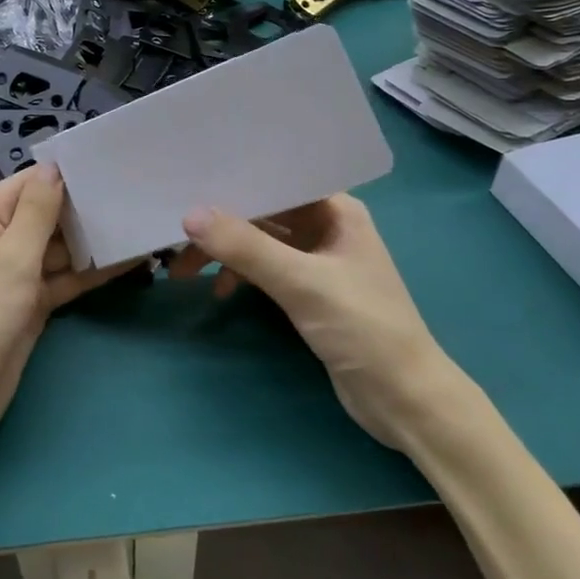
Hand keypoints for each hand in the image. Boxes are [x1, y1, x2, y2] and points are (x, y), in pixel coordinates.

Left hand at [0, 165, 122, 461]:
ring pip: (61, 247)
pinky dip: (92, 271)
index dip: (69, 175)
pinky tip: (130, 260)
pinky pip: (66, 277)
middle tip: (138, 196)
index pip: (31, 182)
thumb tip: (55, 166)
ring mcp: (16, 271)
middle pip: (49, 213)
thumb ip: (38, 210)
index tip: (113, 167)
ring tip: (141, 223)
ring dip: (94, 240)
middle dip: (87, 208)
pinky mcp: (31, 301)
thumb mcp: (11, 255)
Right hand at [170, 195, 458, 449]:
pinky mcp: (309, 292)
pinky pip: (265, 269)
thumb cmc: (363, 327)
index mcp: (337, 211)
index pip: (279, 180)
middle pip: (265, 212)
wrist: (403, 398)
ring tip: (183, 270)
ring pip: (261, 242)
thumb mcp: (301, 283)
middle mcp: (327, 227)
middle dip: (222, 222)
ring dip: (226, 252)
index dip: (236, 180)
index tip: (190, 183)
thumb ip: (246, 248)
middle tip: (176, 238)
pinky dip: (241, 275)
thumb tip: (189, 215)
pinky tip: (221, 291)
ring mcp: (318, 260)